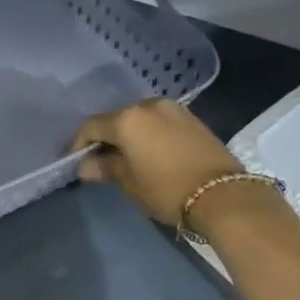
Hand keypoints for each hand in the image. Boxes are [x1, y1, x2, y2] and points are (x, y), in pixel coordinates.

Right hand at [72, 98, 242, 225]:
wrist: (223, 195)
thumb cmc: (167, 190)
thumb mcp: (130, 183)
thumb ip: (105, 168)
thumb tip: (86, 165)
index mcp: (127, 119)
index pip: (91, 126)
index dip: (79, 143)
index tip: (76, 162)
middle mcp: (148, 105)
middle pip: (116, 118)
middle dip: (105, 137)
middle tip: (100, 160)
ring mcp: (173, 108)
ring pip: (139, 118)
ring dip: (128, 134)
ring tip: (125, 157)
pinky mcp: (191, 117)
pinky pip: (158, 121)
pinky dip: (148, 133)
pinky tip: (148, 152)